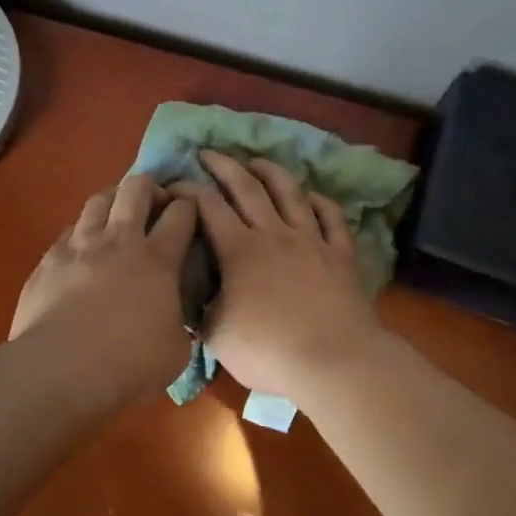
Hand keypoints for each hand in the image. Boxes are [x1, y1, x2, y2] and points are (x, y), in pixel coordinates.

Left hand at [10, 174, 198, 403]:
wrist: (60, 370)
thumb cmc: (127, 364)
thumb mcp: (176, 351)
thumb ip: (181, 323)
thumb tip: (178, 319)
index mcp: (158, 260)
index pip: (181, 213)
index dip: (189, 204)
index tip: (191, 209)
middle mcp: (120, 241)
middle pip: (136, 189)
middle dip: (150, 187)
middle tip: (155, 204)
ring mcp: (81, 245)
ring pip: (99, 200)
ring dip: (114, 199)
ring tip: (118, 213)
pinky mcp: (50, 259)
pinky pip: (70, 230)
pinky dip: (83, 231)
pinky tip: (84, 246)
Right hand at [168, 152, 380, 400]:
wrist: (334, 362)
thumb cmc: (270, 351)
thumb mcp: (217, 336)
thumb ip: (200, 311)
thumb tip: (190, 299)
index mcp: (239, 250)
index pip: (208, 207)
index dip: (189, 191)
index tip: (174, 185)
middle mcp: (274, 233)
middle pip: (247, 188)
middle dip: (225, 166)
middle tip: (209, 153)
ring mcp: (312, 240)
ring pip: (290, 193)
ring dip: (271, 172)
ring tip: (257, 162)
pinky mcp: (341, 253)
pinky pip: (331, 217)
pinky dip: (320, 201)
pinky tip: (312, 196)